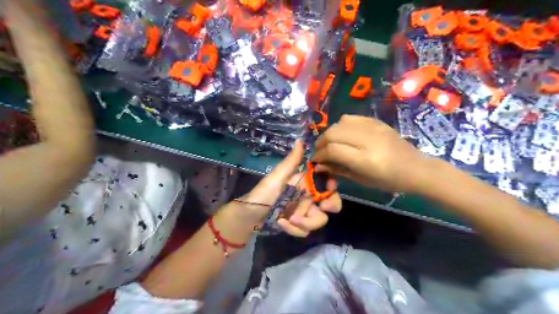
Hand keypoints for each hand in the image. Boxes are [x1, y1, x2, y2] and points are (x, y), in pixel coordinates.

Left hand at [236, 142, 339, 236]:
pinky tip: (281, 223)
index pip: (325, 183)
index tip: (330, 188)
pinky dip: (293, 229)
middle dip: (331, 205)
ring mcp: (303, 213)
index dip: (332, 186)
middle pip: (329, 203)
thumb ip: (291, 162)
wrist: (248, 216)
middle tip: (322, 207)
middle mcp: (307, 198)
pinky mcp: (297, 226)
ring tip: (289, 218)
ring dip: (305, 221)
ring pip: (318, 220)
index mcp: (304, 184)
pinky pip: (305, 231)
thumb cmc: (262, 193)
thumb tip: (300, 140)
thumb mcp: (277, 177)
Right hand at [312, 115, 428, 193]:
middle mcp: (367, 140)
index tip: (315, 160)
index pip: (332, 150)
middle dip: (321, 142)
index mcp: (365, 159)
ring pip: (340, 123)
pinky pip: (351, 118)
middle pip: (333, 133)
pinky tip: (343, 134)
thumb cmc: (388, 180)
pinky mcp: (376, 121)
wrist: (415, 167)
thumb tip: (318, 165)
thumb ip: (338, 170)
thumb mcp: (361, 180)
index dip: (319, 155)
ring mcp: (373, 128)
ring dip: (330, 132)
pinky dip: (342, 125)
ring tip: (330, 142)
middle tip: (320, 151)